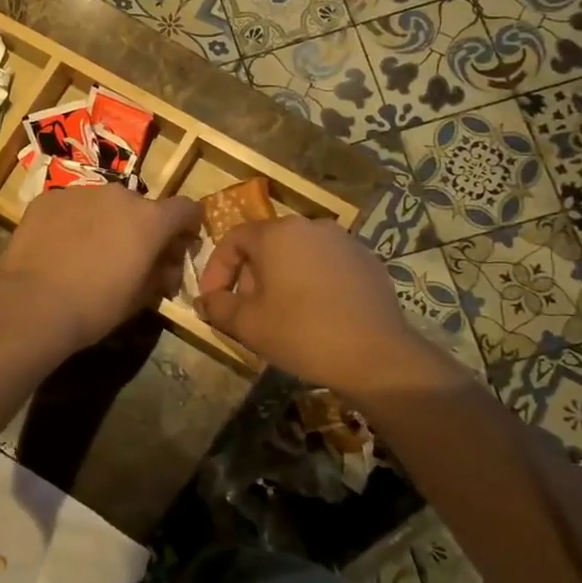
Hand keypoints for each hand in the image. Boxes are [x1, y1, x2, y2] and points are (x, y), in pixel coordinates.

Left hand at [0, 187, 202, 353]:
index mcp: (150, 219)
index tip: (178, 246)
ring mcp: (81, 192)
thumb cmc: (96, 306)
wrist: (34, 303)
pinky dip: (72, 222)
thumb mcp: (140, 298)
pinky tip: (59, 248)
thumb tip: (165, 268)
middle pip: (141, 207)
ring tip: (88, 253)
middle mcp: (119, 195)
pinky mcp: (48, 198)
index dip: (186, 227)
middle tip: (128, 258)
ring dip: (105, 222)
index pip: (186, 209)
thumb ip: (160, 274)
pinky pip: (70, 206)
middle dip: (141, 228)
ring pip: (103, 204)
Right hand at [197, 217, 442, 397]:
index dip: (216, 270)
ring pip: (297, 255)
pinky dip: (311, 283)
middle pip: (266, 245)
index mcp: (277, 233)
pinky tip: (314, 315)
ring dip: (280, 279)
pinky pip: (326, 266)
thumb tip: (205, 301)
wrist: (376, 356)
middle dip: (249, 276)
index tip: (213, 300)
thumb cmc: (301, 333)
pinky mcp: (368, 261)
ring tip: (279, 315)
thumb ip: (218, 307)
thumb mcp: (247, 324)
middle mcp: (311, 226)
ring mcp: (344, 241)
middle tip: (246, 311)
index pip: (232, 240)